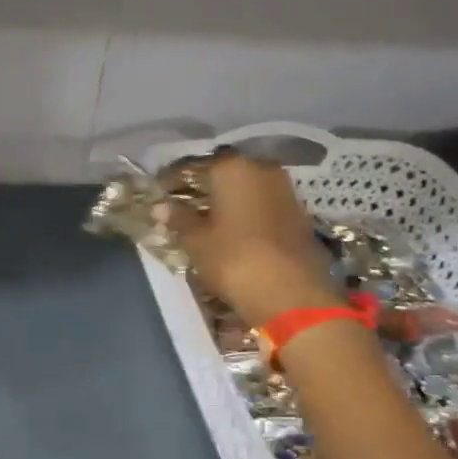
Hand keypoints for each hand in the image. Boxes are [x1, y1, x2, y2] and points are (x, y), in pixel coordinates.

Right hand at [169, 151, 341, 323]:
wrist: (291, 292)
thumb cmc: (234, 259)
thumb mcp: (196, 241)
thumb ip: (178, 219)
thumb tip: (160, 206)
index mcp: (232, 167)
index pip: (194, 166)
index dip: (173, 181)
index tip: (159, 195)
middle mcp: (261, 169)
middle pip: (224, 175)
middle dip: (202, 190)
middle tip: (180, 209)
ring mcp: (284, 190)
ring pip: (245, 190)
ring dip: (225, 203)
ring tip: (204, 223)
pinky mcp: (298, 214)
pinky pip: (261, 207)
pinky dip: (245, 215)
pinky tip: (232, 233)